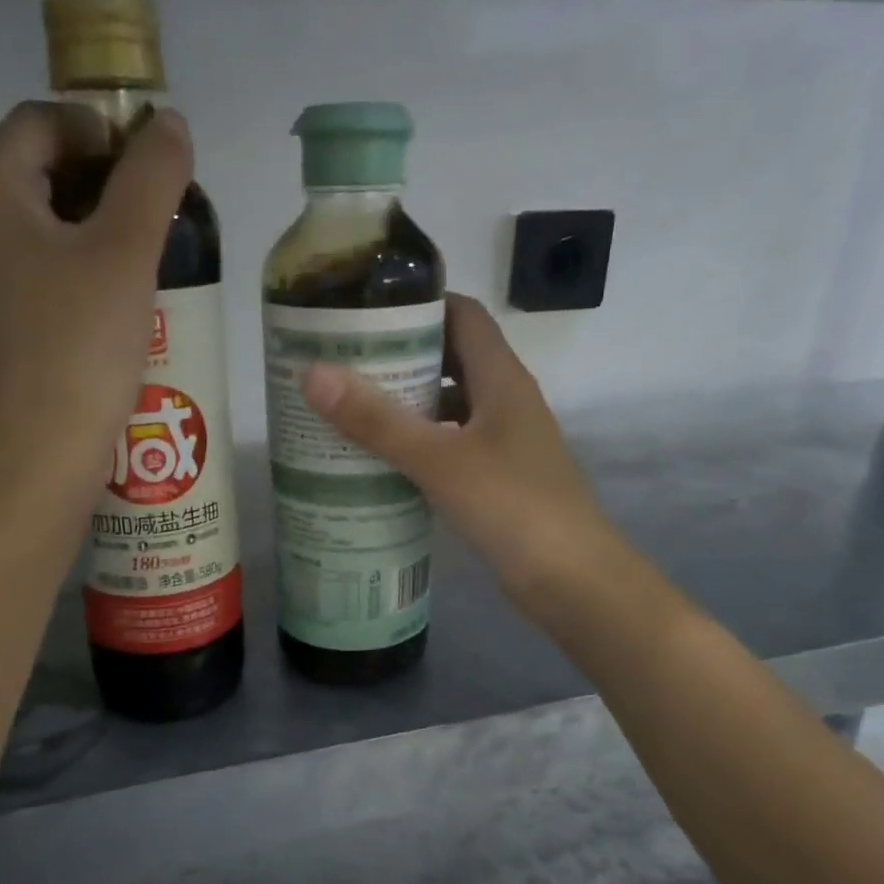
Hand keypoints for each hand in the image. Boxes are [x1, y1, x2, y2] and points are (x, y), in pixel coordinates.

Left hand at [0, 101, 192, 497]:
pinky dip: (83, 273)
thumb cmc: (81, 344)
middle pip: (41, 173)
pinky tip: (123, 306)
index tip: (154, 168)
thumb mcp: (127, 251)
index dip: (101, 128)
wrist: (40, 453)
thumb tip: (169, 124)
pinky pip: (44, 276)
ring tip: (153, 260)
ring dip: (99, 231)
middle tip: (162, 215)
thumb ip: (152, 177)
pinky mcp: (1, 327)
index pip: (41, 121)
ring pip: (45, 230)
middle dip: (106, 182)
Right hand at [301, 293, 617, 616]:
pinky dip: (420, 445)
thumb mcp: (439, 460)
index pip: (462, 315)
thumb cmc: (511, 506)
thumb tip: (313, 374)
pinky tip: (383, 462)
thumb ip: (377, 420)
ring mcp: (504, 442)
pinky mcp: (498, 479)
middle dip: (401, 356)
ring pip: (450, 407)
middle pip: (452, 359)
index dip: (419, 304)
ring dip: (408, 404)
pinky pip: (452, 446)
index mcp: (502, 378)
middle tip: (343, 363)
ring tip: (351, 409)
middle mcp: (506, 401)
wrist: (571, 579)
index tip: (365, 309)